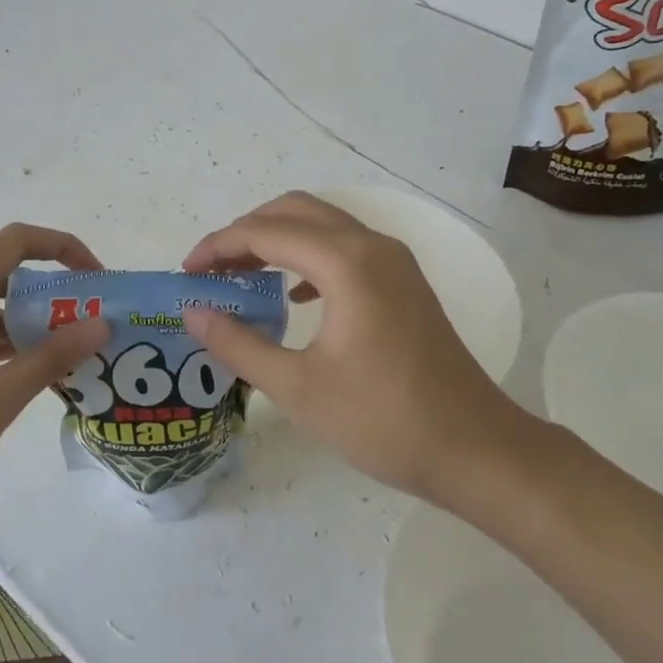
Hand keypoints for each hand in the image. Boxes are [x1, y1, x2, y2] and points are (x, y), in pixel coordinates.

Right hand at [180, 192, 538, 501]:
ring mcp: (394, 261)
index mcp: (347, 263)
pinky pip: (344, 248)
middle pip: (294, 211)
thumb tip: (193, 313)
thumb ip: (238, 344)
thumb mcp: (297, 388)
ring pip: (321, 225)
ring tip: (241, 278)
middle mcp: (372, 246)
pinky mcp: (403, 282)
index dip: (218, 246)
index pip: (265, 232)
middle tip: (211, 271)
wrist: (476, 450)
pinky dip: (307, 257)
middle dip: (245, 233)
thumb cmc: (383, 421)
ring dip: (276, 241)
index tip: (186, 274)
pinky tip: (293, 295)